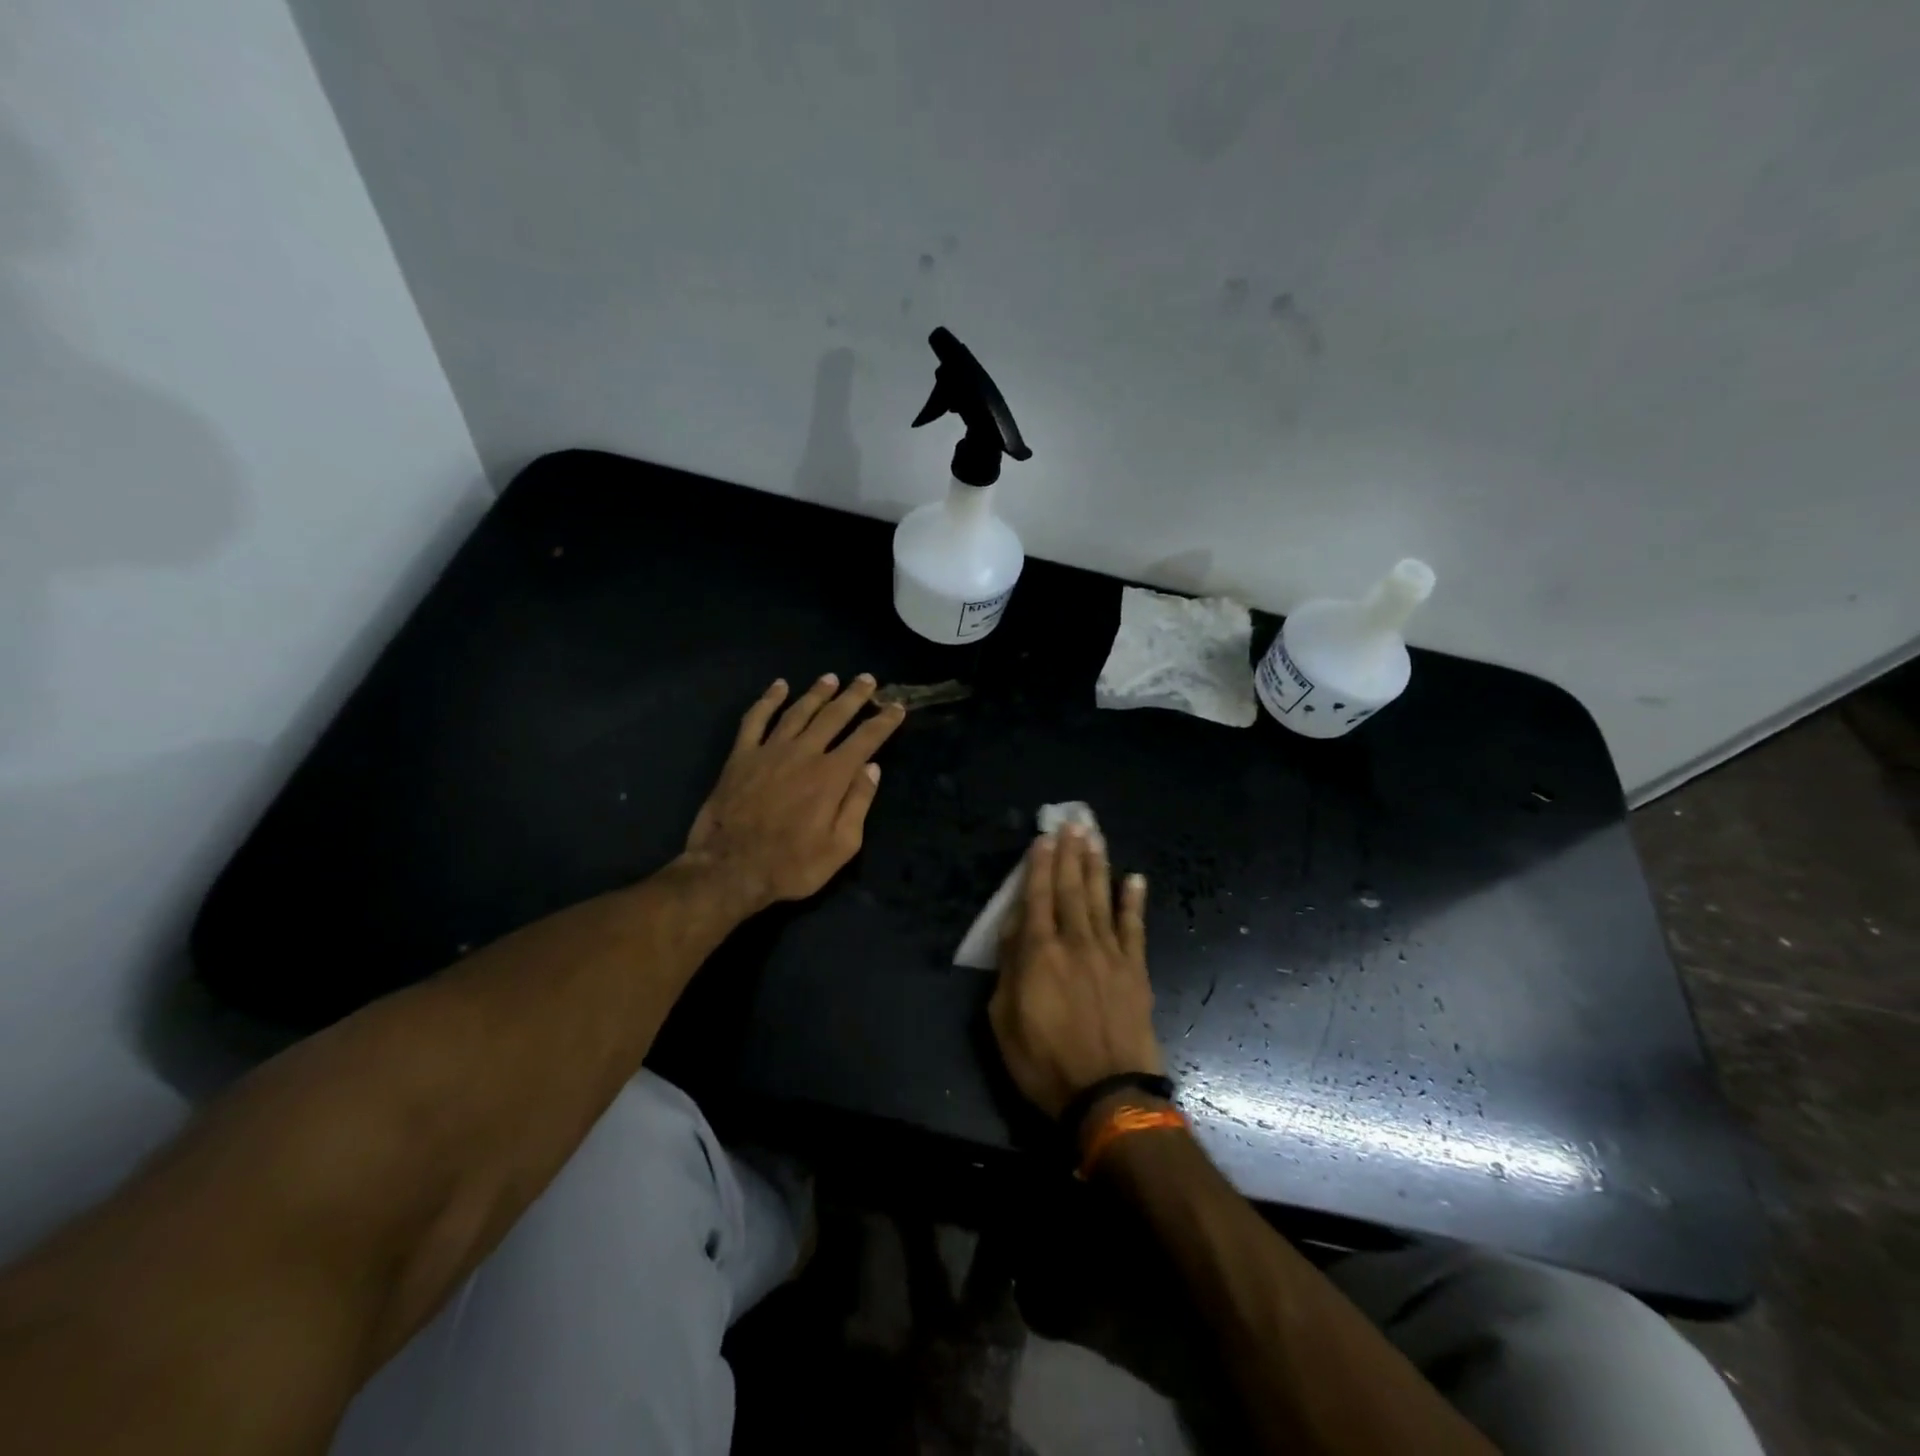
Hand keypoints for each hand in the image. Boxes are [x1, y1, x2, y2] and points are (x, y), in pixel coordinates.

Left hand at [683, 674, 905, 912]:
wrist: (729, 869)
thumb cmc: (791, 866)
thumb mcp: (840, 847)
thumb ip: (858, 804)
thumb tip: (872, 768)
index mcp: (831, 776)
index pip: (865, 739)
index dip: (883, 722)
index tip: (897, 707)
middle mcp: (803, 753)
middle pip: (834, 716)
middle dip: (854, 696)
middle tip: (867, 679)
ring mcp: (769, 751)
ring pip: (798, 711)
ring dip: (817, 693)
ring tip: (831, 678)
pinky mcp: (741, 756)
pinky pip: (755, 719)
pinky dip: (768, 700)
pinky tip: (779, 686)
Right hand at [988, 826, 1163, 1118]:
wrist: (1108, 1094)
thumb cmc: (1044, 1062)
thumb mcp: (1004, 1020)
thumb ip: (1009, 969)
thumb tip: (1015, 928)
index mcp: (1039, 953)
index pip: (1037, 897)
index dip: (1039, 865)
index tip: (1044, 837)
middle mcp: (1075, 942)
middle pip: (1070, 888)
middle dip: (1070, 853)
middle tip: (1072, 822)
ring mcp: (1110, 953)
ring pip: (1101, 898)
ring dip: (1097, 865)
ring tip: (1095, 836)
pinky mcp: (1135, 970)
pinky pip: (1134, 927)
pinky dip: (1133, 901)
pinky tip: (1134, 878)